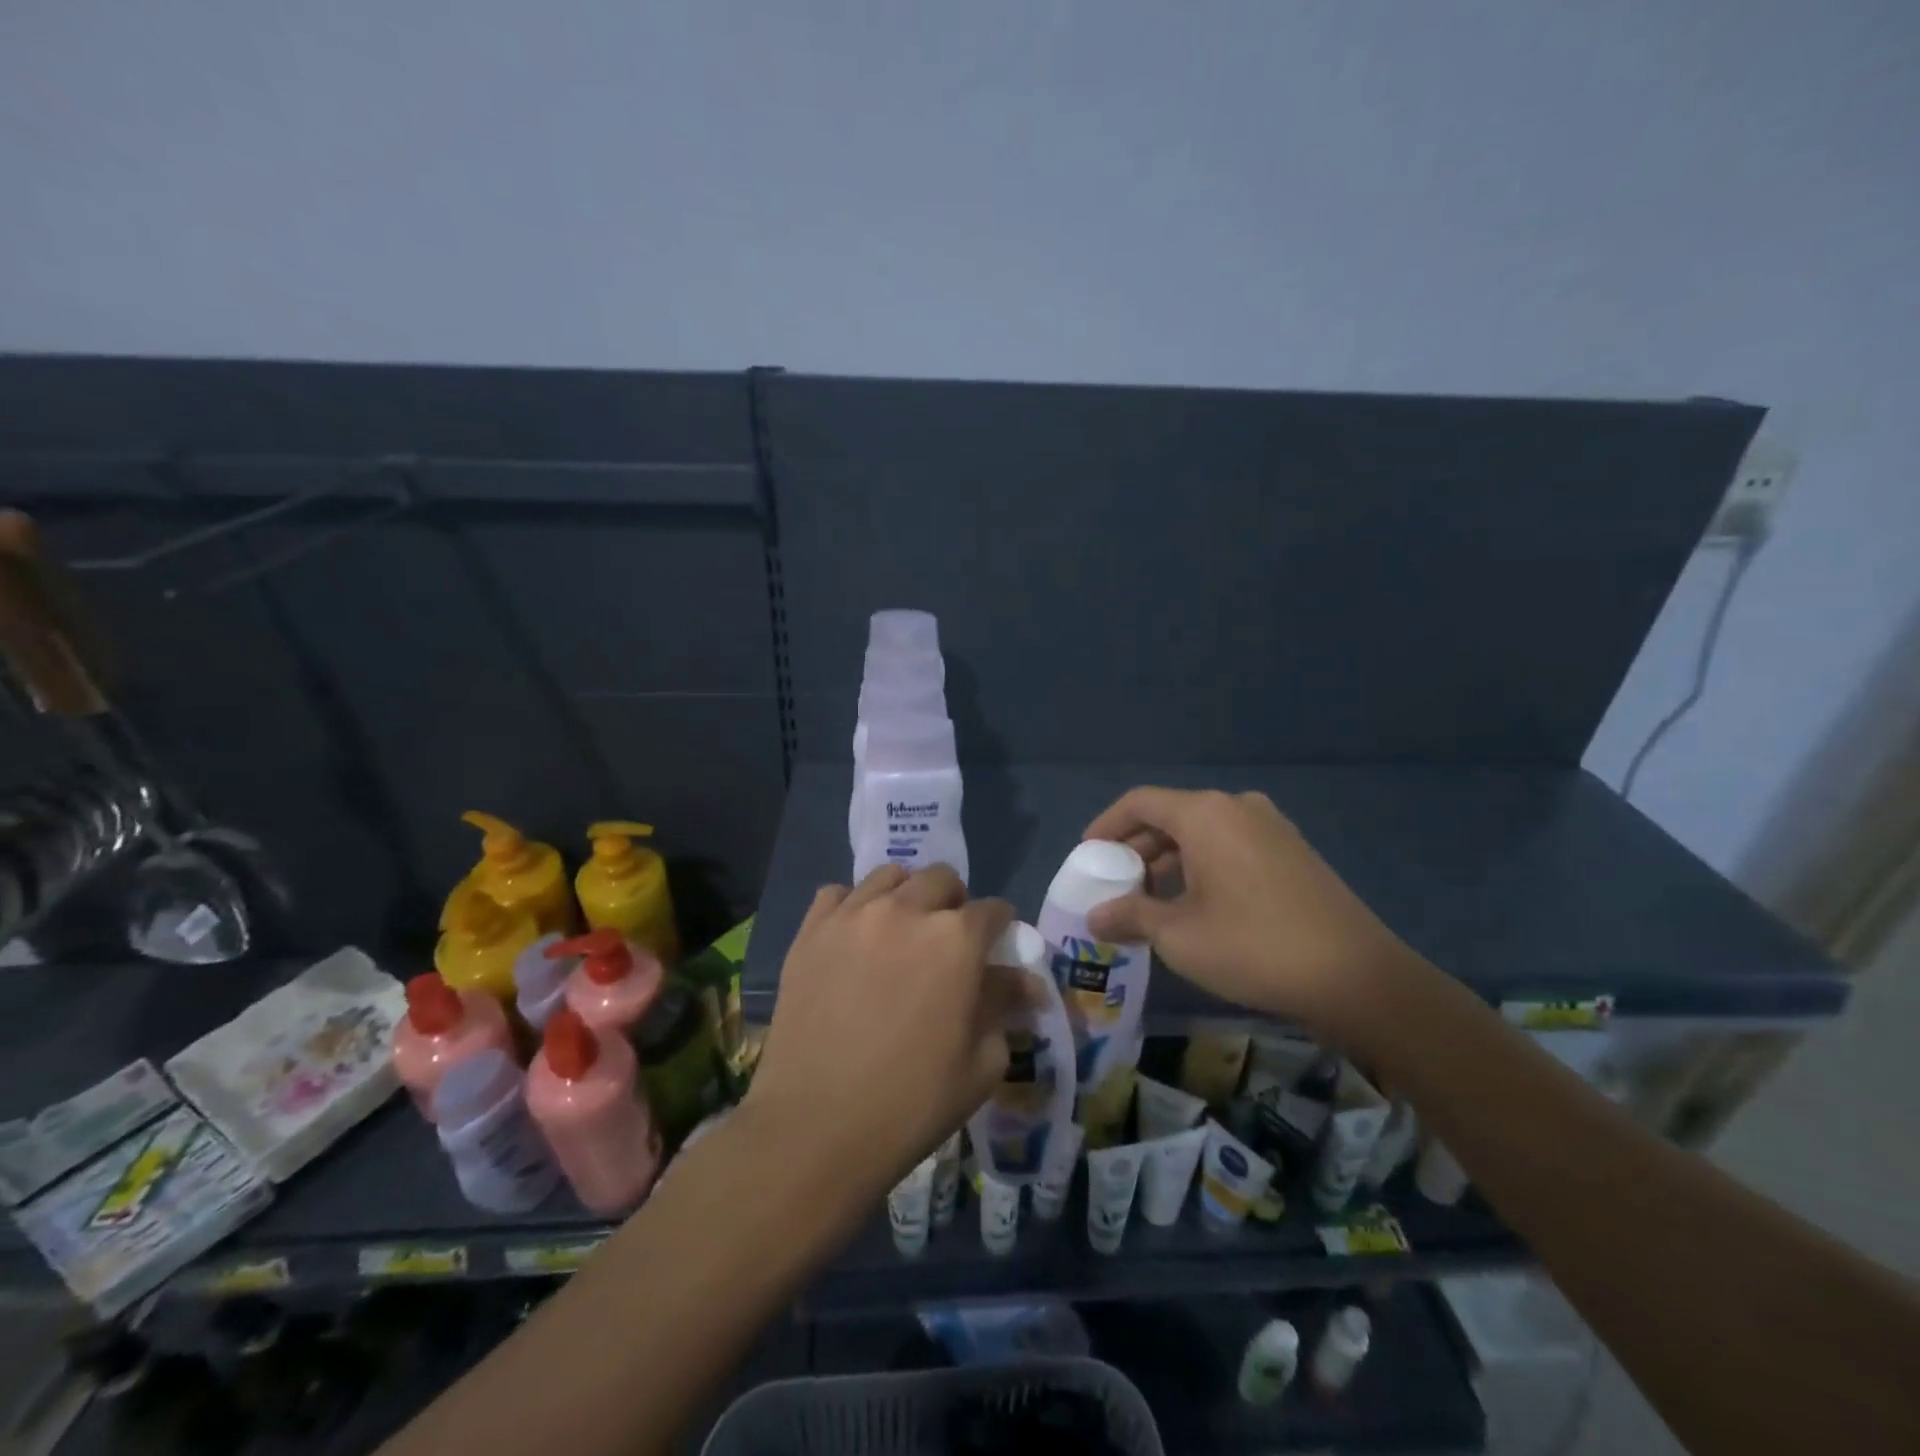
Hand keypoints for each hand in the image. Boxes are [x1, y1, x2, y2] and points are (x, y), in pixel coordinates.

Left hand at [744, 865, 1019, 1204]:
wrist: (815, 1126)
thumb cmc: (911, 1102)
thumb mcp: (980, 1063)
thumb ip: (1004, 1008)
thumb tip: (1026, 983)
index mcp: (956, 939)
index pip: (993, 910)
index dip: (1000, 928)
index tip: (995, 948)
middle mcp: (907, 910)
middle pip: (941, 879)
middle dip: (954, 903)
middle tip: (947, 941)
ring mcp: (854, 914)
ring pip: (890, 876)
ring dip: (906, 896)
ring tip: (900, 931)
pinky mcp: (811, 930)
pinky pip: (838, 893)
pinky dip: (853, 905)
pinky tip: (854, 937)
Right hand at [1083, 787, 1421, 1040]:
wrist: (1356, 977)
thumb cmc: (1252, 946)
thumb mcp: (1178, 935)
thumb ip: (1130, 916)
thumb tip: (1095, 917)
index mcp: (1205, 813)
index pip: (1139, 802)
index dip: (1105, 826)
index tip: (1086, 856)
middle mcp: (1237, 807)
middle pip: (1170, 815)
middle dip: (1136, 847)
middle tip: (1114, 882)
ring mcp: (1271, 827)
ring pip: (1202, 832)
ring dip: (1169, 860)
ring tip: (1149, 898)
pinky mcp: (1293, 852)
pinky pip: (1231, 846)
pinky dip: (1202, 865)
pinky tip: (1195, 903)